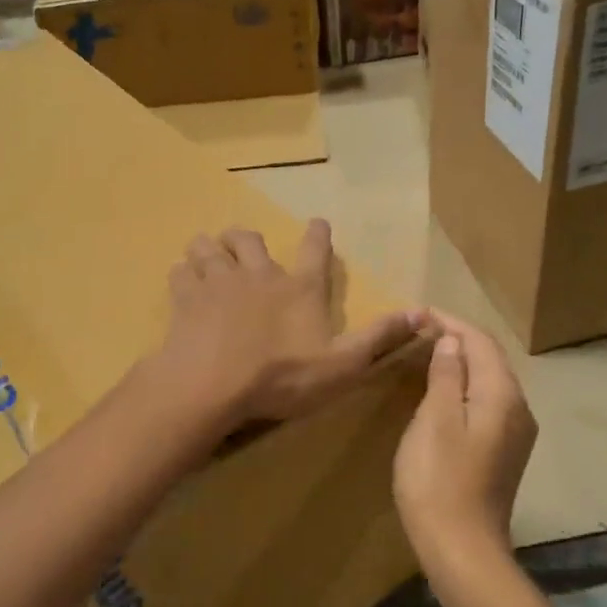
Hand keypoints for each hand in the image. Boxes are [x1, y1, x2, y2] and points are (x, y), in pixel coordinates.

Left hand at [154, 220, 423, 428]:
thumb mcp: (342, 364)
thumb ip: (379, 337)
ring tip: (209, 255)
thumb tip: (425, 313)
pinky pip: (181, 272)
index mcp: (299, 289)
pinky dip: (183, 273)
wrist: (213, 384)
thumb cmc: (282, 376)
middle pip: (250, 239)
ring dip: (210, 249)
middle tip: (246, 246)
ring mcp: (218, 282)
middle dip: (248, 239)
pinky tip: (184, 282)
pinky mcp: (185, 298)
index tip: (317, 222)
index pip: (315, 251)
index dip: (318, 235)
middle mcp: (259, 275)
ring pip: (210, 248)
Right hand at [393, 313, 537, 564]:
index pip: (480, 342)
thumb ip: (445, 375)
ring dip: (461, 363)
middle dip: (458, 339)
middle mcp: (518, 409)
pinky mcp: (504, 453)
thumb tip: (452, 342)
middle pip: (490, 360)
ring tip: (429, 353)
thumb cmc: (439, 479)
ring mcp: (515, 434)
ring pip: (489, 382)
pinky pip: (487, 404)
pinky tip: (443, 392)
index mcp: (502, 395)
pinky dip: (465, 387)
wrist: (461, 547)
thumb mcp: (435, 420)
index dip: (451, 323)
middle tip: (421, 330)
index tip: (420, 313)